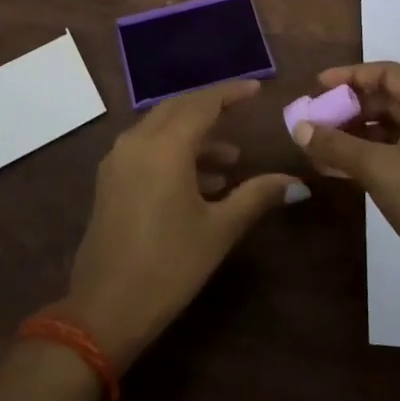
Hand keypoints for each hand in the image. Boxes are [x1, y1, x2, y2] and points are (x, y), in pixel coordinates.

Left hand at [60, 80, 302, 371]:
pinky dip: (174, 152)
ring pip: (161, 128)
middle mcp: (137, 141)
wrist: (102, 311)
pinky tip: (201, 182)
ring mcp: (119, 160)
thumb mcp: (219, 230)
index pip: (204, 103)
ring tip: (230, 162)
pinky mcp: (110, 180)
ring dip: (194, 136)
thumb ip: (257, 196)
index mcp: (165, 146)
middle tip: (243, 113)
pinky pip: (146, 148)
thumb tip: (297, 183)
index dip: (231, 93)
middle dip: (211, 109)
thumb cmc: (168, 266)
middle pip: (179, 108)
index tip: (257, 89)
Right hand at [293, 62, 399, 294]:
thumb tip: (299, 127)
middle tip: (317, 119)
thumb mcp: (377, 169)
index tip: (319, 86)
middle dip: (350, 108)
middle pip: (390, 101)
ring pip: (394, 130)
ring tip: (322, 147)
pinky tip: (344, 169)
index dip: (351, 76)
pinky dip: (372, 156)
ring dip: (357, 135)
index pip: (388, 74)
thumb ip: (335, 145)